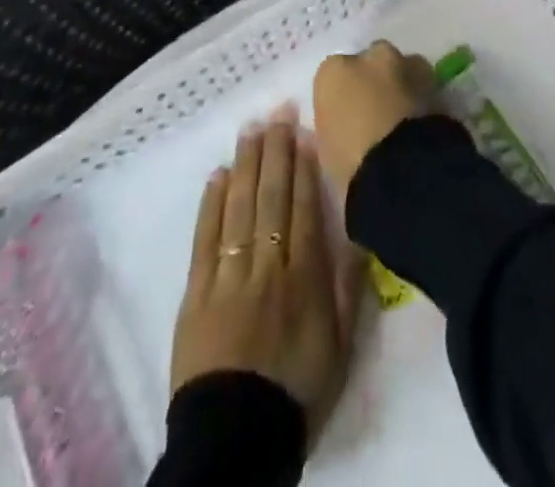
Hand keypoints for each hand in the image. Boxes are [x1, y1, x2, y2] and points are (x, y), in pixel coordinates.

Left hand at [170, 108, 362, 443]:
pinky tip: (218, 175)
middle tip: (277, 113)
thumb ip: (349, 287)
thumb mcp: (341, 345)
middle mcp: (267, 265)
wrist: (236, 441)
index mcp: (304, 277)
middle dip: (275, 151)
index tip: (303, 131)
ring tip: (251, 129)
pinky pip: (206, 238)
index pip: (302, 208)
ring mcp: (229, 275)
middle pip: (271, 197)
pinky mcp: (197, 292)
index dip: (303, 167)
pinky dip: (211, 204)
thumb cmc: (296, 390)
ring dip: (246, 165)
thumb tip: (356, 234)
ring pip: (239, 208)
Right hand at [311, 41, 436, 199]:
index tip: (346, 117)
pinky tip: (419, 120)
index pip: (334, 74)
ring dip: (401, 82)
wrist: (399, 169)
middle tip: (375, 112)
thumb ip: (335, 123)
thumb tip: (347, 125)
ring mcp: (405, 64)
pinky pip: (423, 83)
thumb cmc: (349, 163)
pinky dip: (420, 96)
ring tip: (402, 116)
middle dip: (373, 79)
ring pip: (402, 66)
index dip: (342, 95)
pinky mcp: (434, 80)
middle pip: (371, 60)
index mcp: (333, 71)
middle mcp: (370, 56)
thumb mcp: (327, 147)